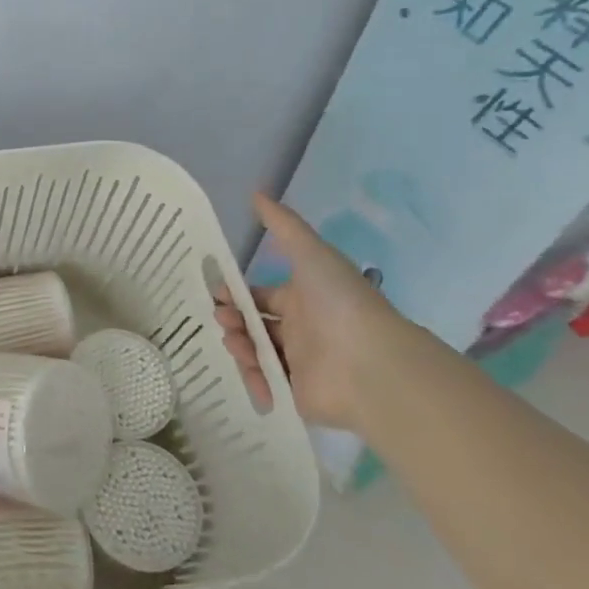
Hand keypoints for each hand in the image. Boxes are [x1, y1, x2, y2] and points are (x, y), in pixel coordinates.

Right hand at [213, 194, 417, 431]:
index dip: (237, 294)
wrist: (371, 363)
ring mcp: (299, 364)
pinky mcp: (297, 395)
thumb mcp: (311, 253)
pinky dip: (253, 380)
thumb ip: (283, 225)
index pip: (262, 296)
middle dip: (233, 319)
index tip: (216, 293)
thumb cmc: (340, 302)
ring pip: (255, 353)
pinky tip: (248, 371)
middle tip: (222, 318)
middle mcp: (300, 330)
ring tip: (235, 341)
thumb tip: (255, 193)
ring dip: (239, 345)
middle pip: (254, 324)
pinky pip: (266, 386)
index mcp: (303, 300)